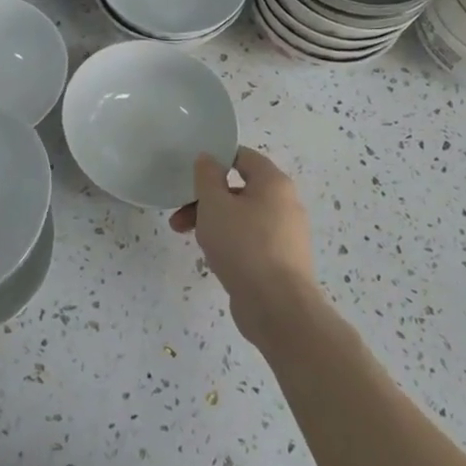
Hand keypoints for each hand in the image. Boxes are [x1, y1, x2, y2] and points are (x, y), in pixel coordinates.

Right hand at [170, 146, 319, 345]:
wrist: (278, 308)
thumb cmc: (244, 245)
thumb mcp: (214, 204)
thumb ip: (207, 176)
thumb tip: (209, 158)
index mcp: (274, 183)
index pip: (243, 156)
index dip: (215, 160)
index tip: (191, 174)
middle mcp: (285, 203)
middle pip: (239, 189)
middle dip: (206, 200)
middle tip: (179, 215)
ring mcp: (286, 235)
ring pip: (242, 217)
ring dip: (213, 222)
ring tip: (188, 238)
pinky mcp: (281, 261)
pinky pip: (251, 241)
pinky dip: (230, 243)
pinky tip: (214, 258)